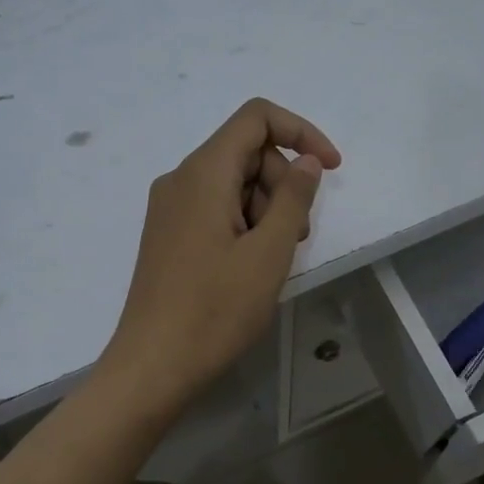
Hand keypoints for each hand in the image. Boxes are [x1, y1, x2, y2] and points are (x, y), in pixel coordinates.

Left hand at [100, 99, 341, 416]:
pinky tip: (250, 266)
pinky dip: (243, 223)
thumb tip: (307, 160)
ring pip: (232, 183)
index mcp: (203, 173)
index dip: (301, 132)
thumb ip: (294, 198)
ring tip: (273, 259)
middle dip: (283, 182)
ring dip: (266, 207)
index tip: (330, 170)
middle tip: (295, 236)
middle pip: (246, 151)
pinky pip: (214, 208)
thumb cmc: (215, 310)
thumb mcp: (269, 253)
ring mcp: (169, 208)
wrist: (153, 366)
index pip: (256, 118)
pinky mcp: (167, 235)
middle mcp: (180, 179)